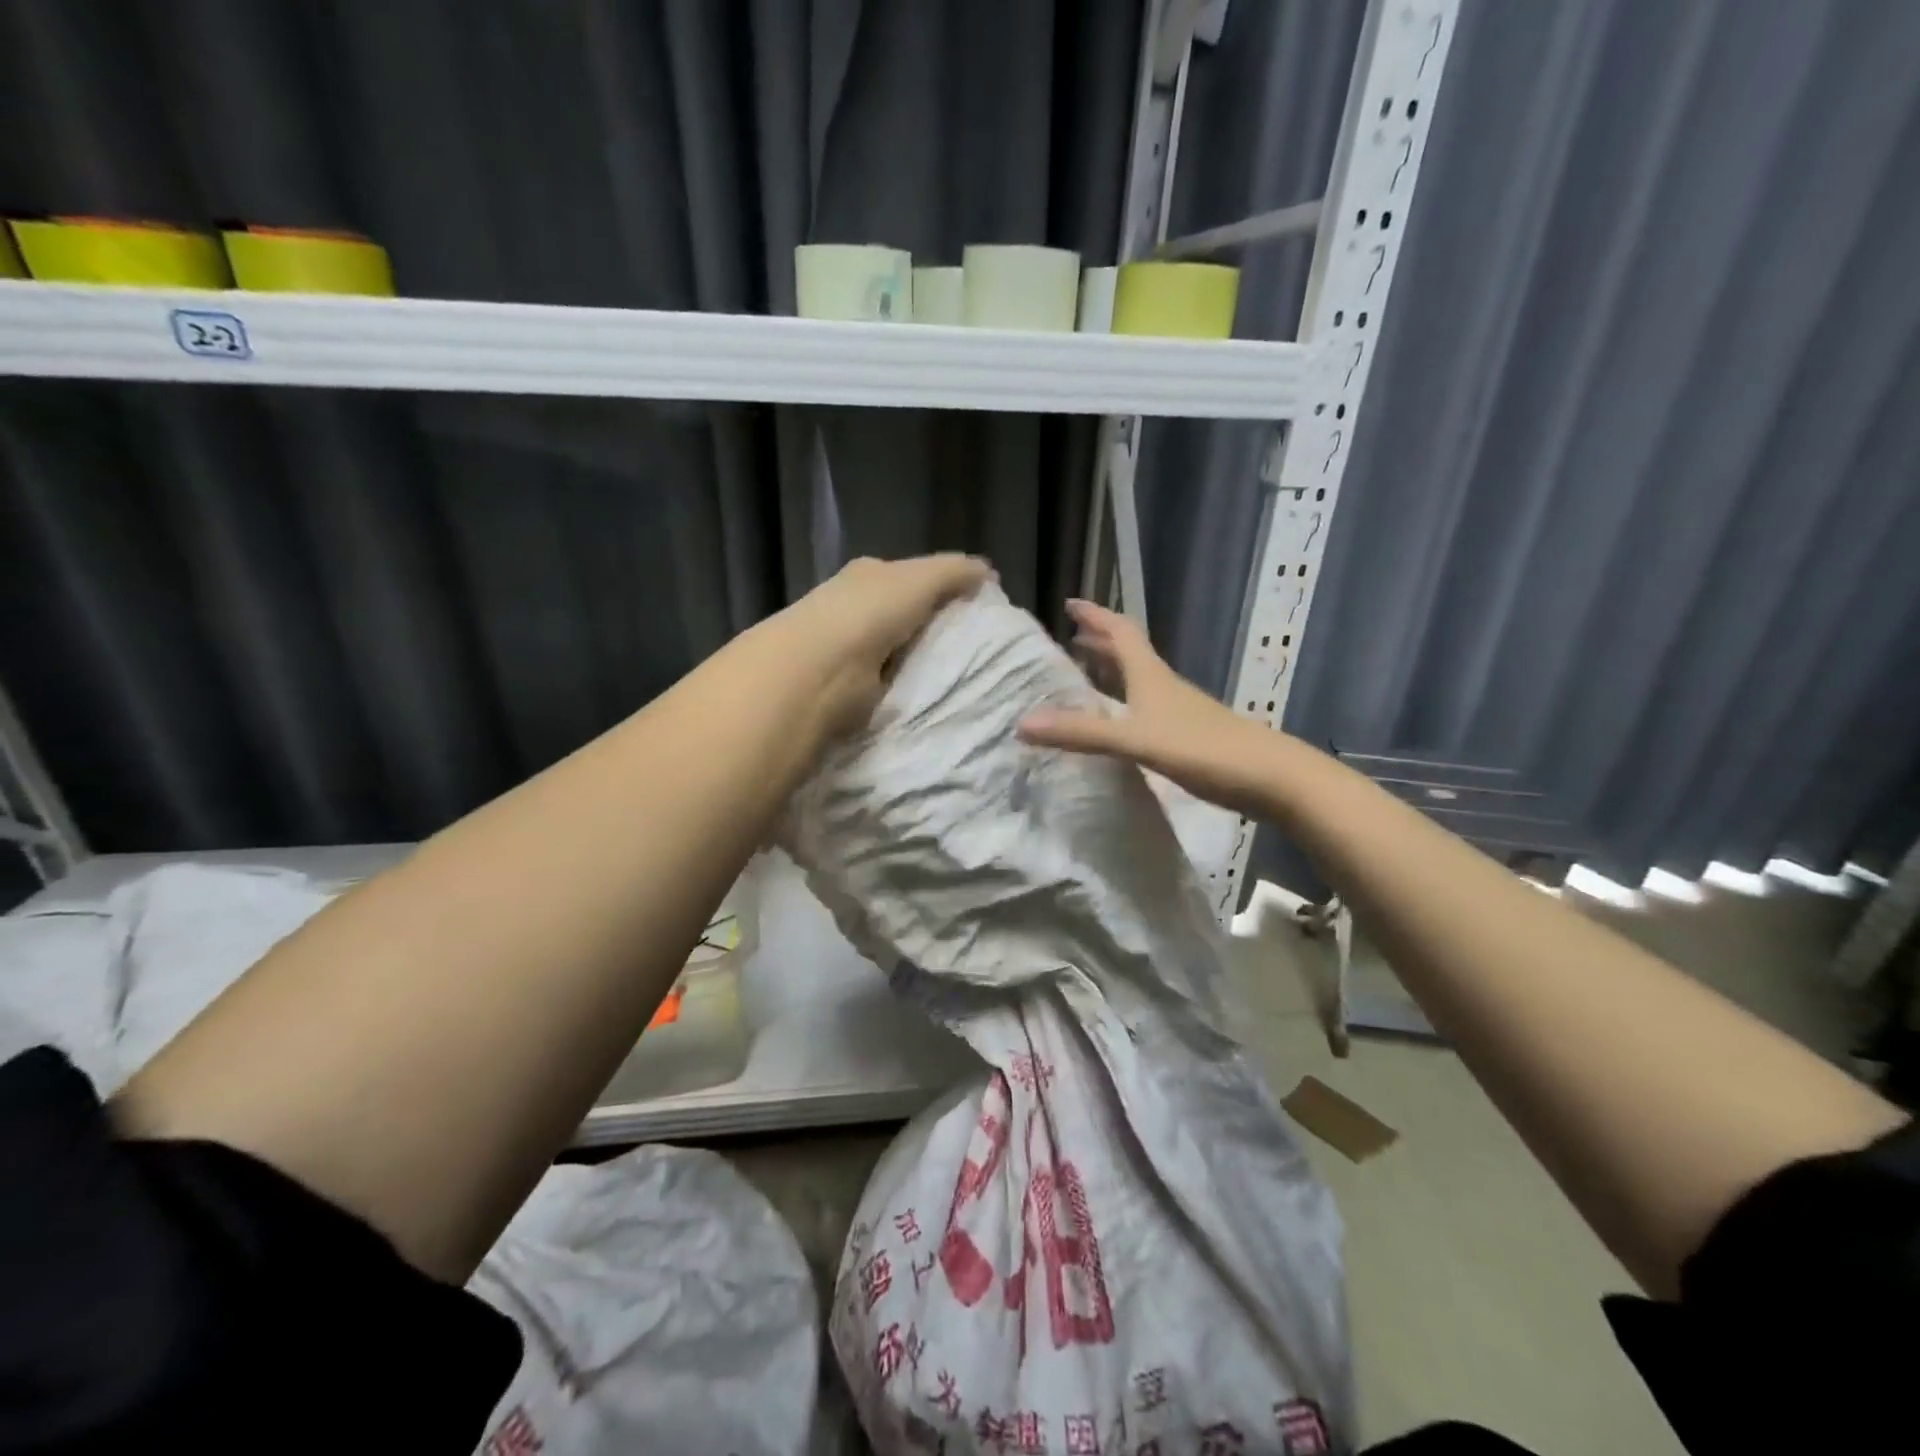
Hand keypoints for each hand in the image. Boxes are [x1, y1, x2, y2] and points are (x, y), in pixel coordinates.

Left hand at [769, 554, 992, 739]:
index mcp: (872, 575)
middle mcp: (858, 606)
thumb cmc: (868, 614)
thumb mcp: (919, 579)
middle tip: (979, 645)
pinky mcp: (854, 686)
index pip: (916, 575)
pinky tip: (931, 693)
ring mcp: (853, 647)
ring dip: (924, 658)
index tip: (981, 606)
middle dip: (937, 624)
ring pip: (901, 648)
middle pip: (907, 612)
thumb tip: (988, 572)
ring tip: (963, 673)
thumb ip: (955, 572)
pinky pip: (893, 680)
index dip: (948, 586)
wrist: (818, 670)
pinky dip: (909, 685)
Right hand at [1018, 598, 1278, 817]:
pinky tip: (1118, 722)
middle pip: (1129, 652)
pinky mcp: (1187, 734)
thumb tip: (1021, 724)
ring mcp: (1178, 709)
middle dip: (1099, 641)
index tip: (1070, 602)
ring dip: (1111, 670)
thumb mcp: (1135, 740)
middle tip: (1070, 638)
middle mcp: (1163, 685)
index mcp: (1150, 675)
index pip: (1119, 632)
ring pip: (1138, 679)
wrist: (1270, 777)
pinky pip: (1145, 707)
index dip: (1095, 615)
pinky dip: (1124, 702)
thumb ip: (1081, 733)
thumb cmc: (1203, 749)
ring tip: (1085, 674)